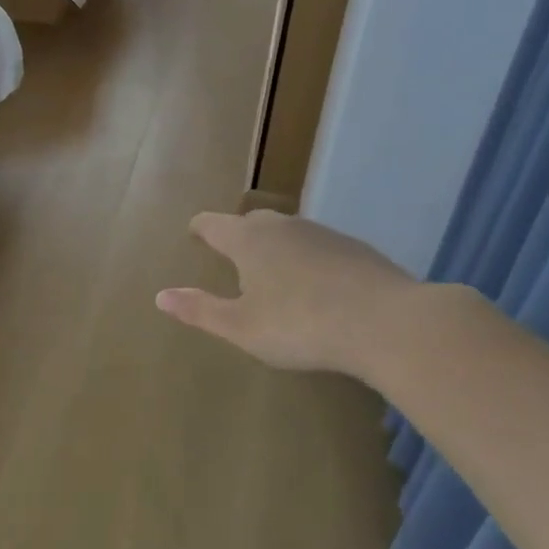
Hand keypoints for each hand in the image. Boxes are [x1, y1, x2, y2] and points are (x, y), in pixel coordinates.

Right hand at [155, 211, 418, 379]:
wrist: (388, 323)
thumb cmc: (301, 325)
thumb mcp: (241, 326)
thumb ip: (200, 309)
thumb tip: (160, 296)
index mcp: (248, 240)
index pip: (213, 224)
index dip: (200, 228)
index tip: (193, 233)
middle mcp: (283, 227)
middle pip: (252, 222)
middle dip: (237, 234)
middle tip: (231, 254)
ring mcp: (323, 233)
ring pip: (288, 231)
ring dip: (275, 246)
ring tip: (272, 270)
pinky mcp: (355, 248)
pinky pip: (318, 246)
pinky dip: (307, 258)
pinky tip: (316, 284)